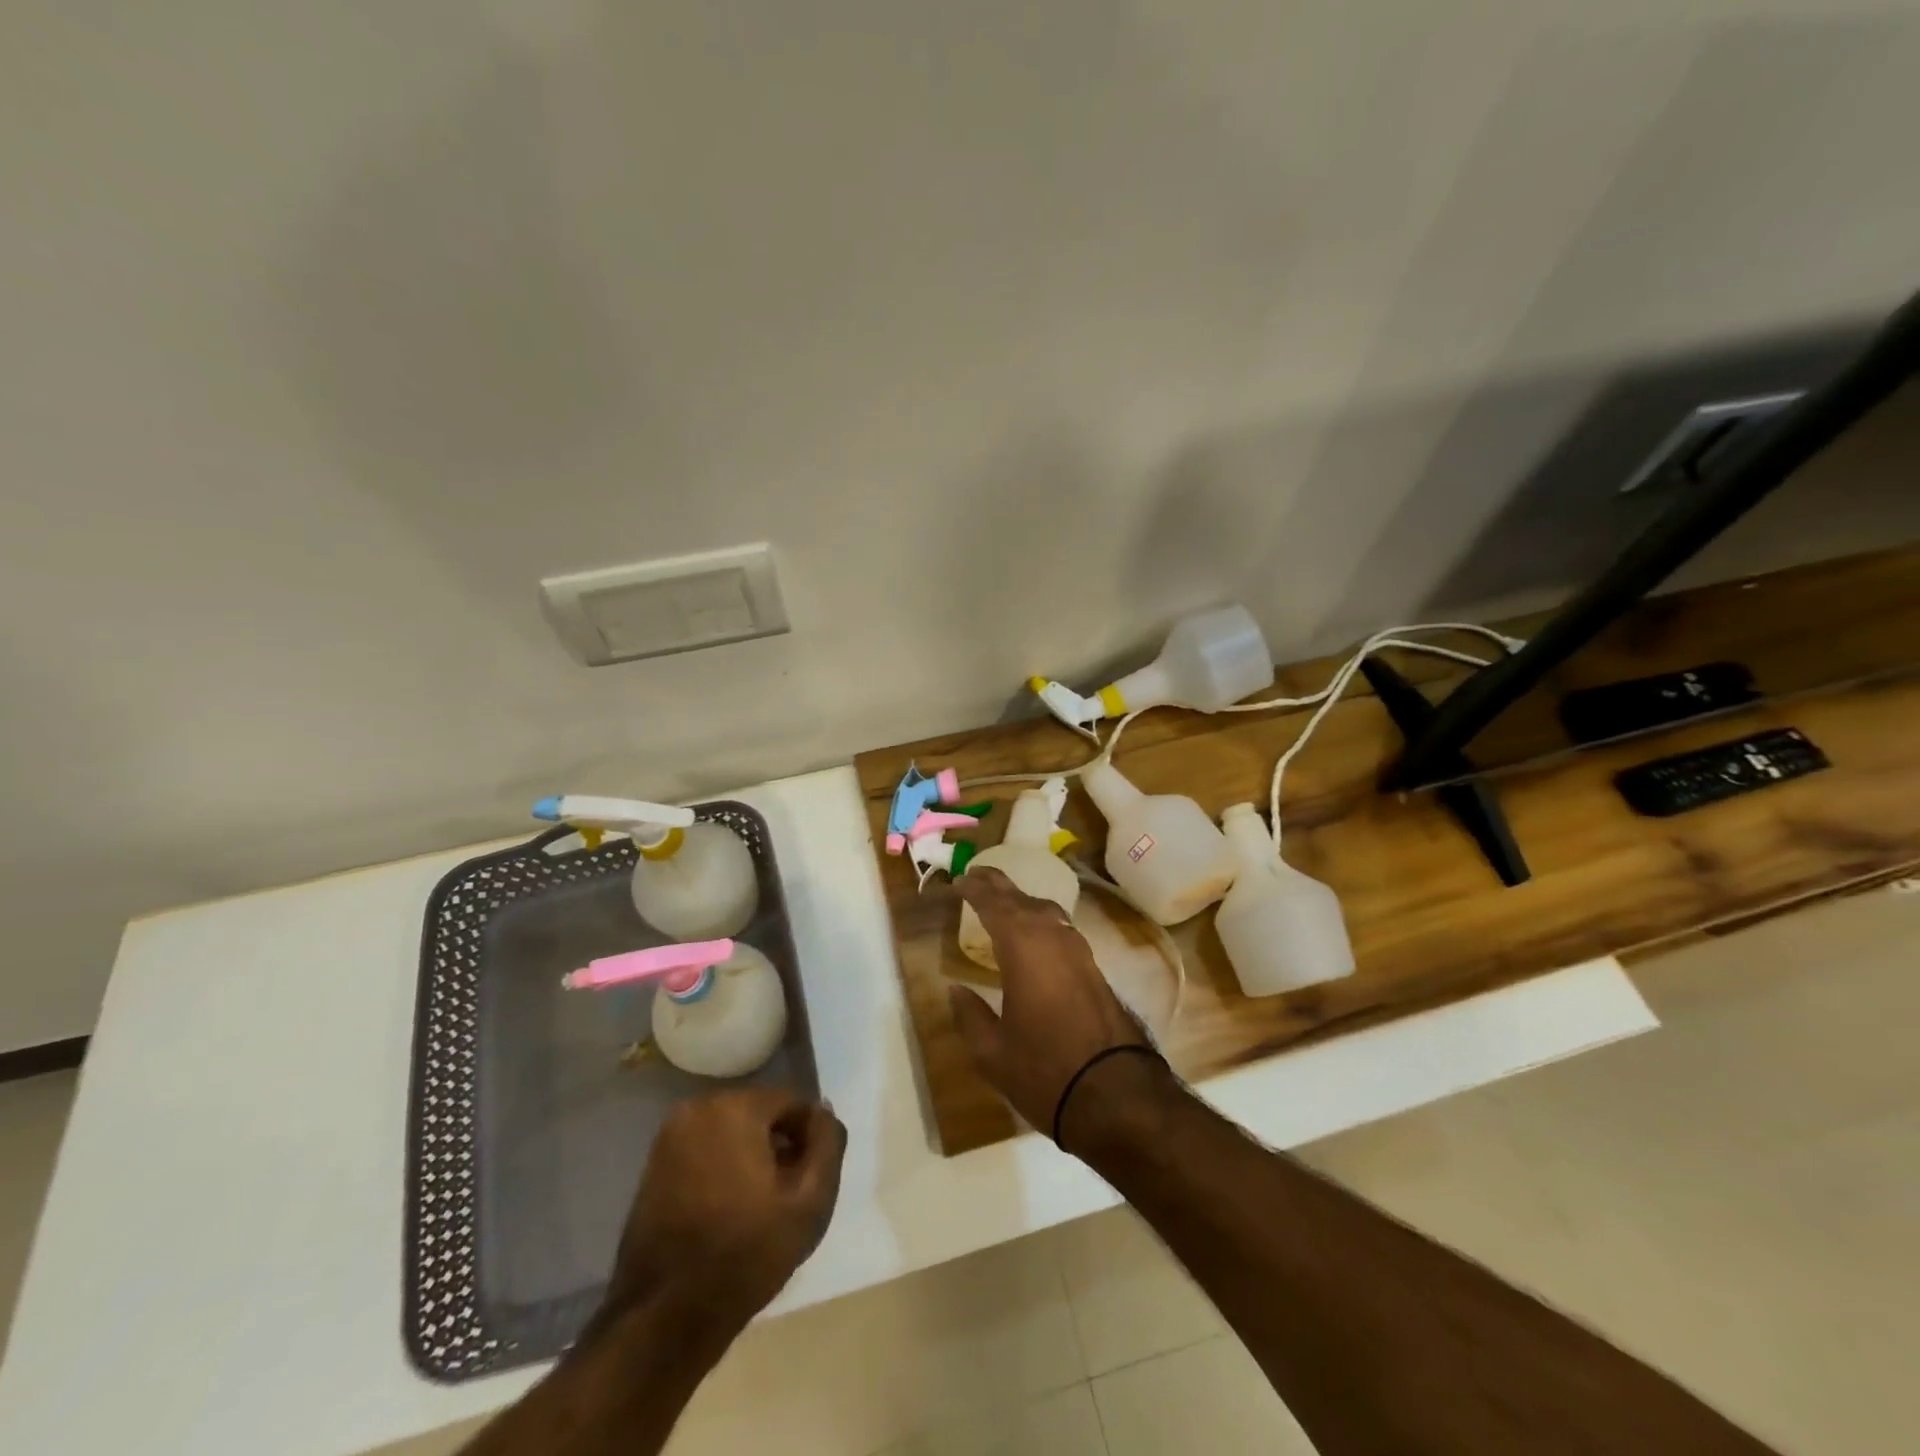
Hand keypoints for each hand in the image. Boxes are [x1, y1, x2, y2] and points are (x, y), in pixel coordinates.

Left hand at [607, 1089, 845, 1338]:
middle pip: (760, 1112)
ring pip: (732, 1129)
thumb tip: (824, 1111)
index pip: (792, 1102)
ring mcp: (670, 1135)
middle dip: (779, 1142)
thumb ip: (828, 1143)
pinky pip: (705, 1147)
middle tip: (789, 1191)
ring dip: (752, 1153)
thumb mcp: (810, 1201)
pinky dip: (723, 1165)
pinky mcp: (654, 1163)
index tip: (811, 1176)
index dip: (809, 1136)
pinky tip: (730, 1206)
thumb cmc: (746, 1254)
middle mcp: (698, 1107)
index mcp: (735, 1107)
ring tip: (760, 1203)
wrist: (665, 1317)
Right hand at [950, 866, 1150, 1137]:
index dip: (973, 889)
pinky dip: (1040, 922)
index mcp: (1023, 946)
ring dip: (1021, 901)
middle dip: (997, 885)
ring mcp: (1079, 951)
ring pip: (1046, 911)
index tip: (957, 882)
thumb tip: (954, 990)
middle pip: (1021, 898)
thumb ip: (970, 1015)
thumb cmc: (1045, 1070)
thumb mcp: (993, 1052)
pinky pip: (1060, 929)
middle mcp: (1053, 937)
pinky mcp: (1094, 968)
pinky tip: (1035, 936)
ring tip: (1002, 903)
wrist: (1116, 1094)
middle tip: (976, 875)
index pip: (994, 903)